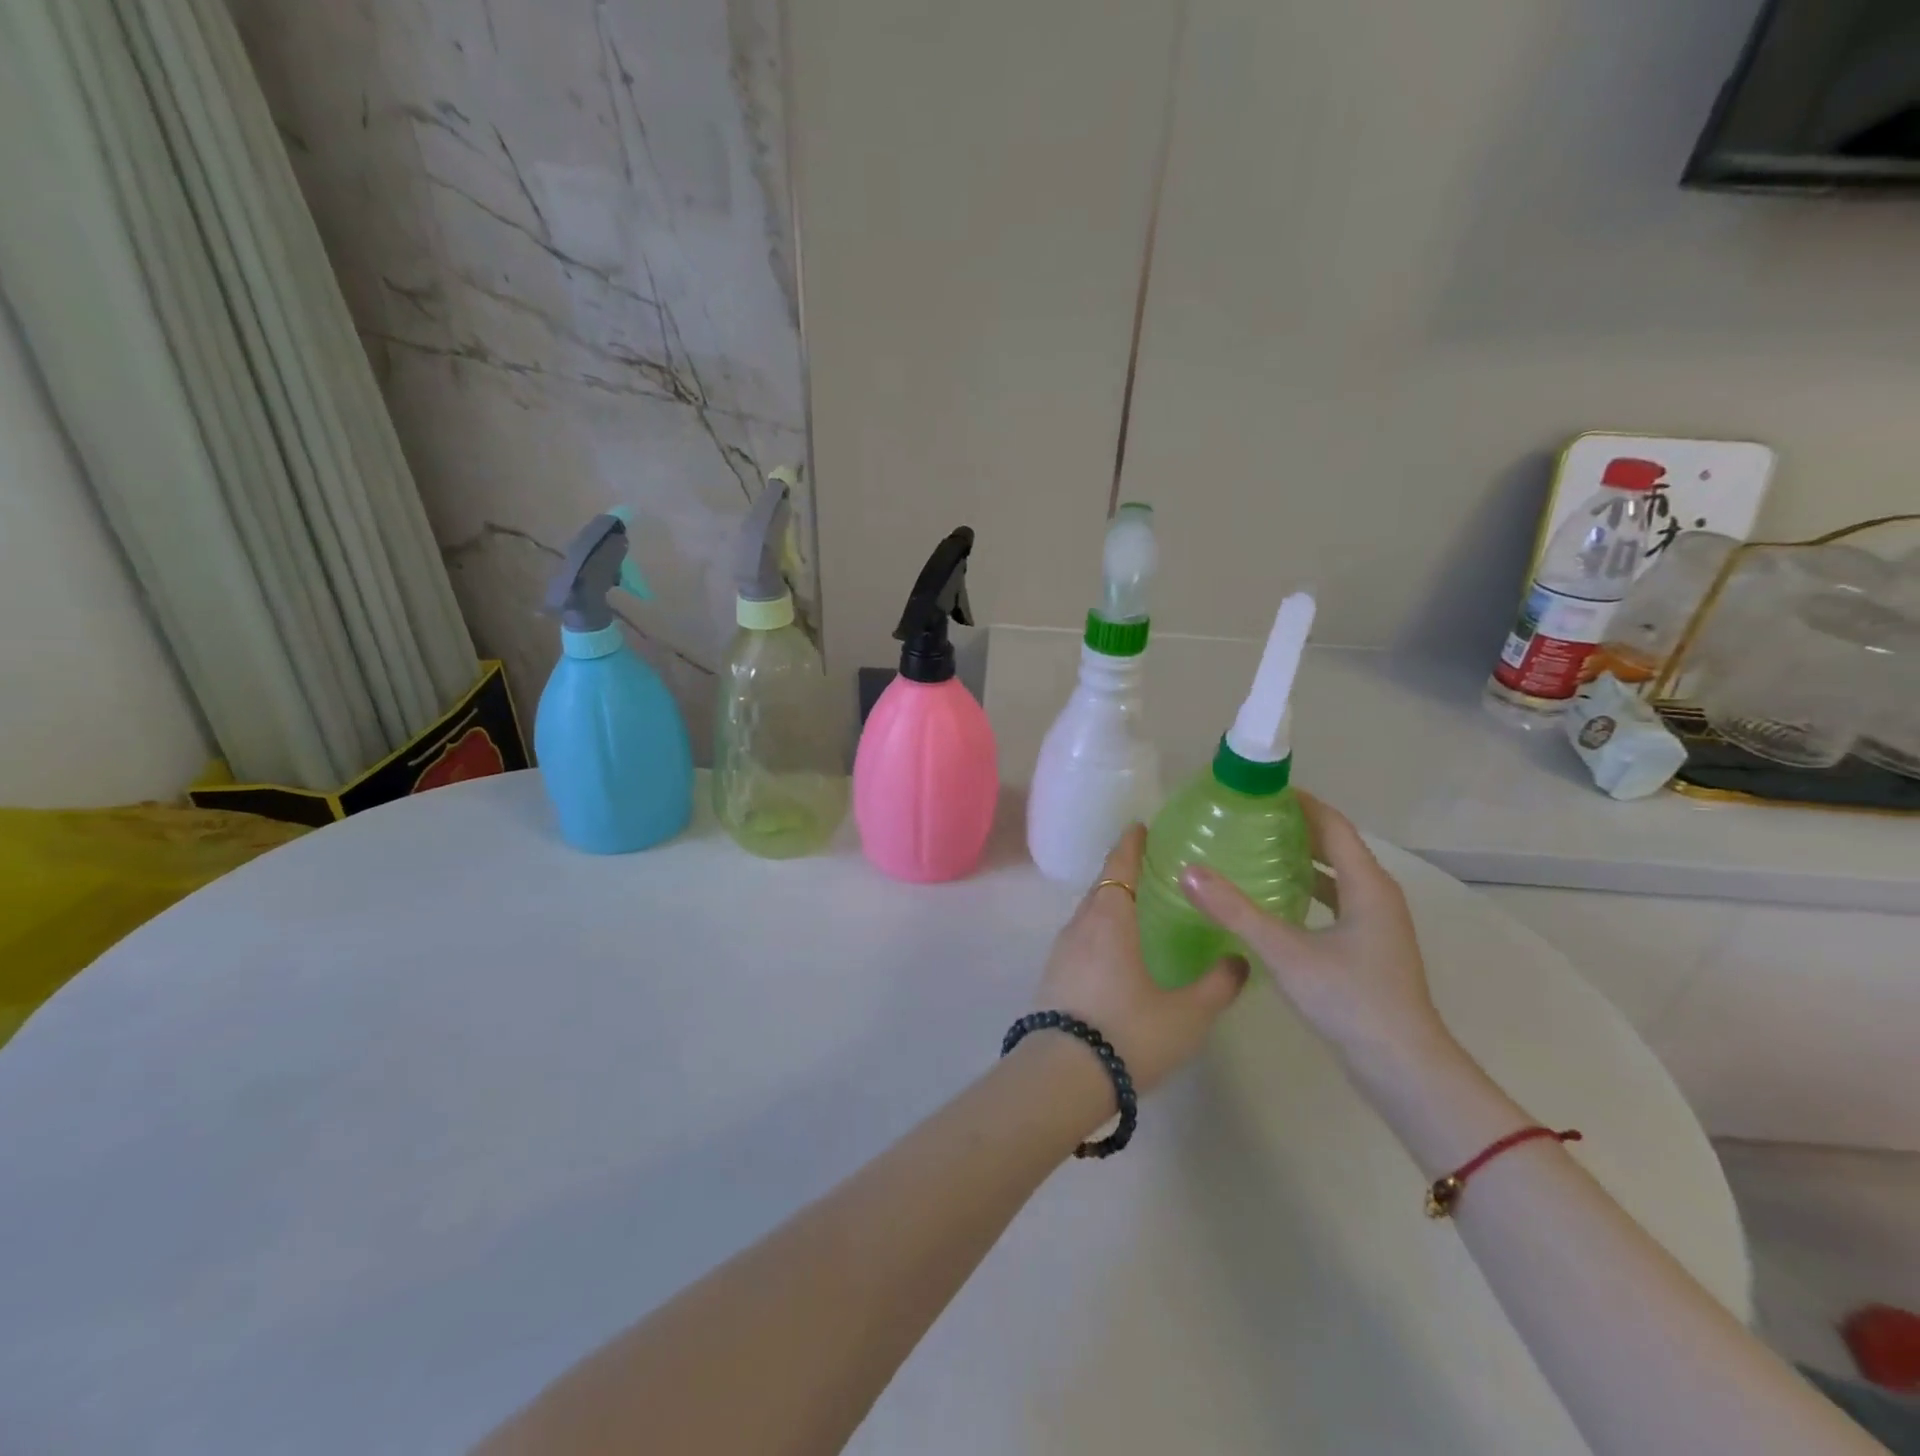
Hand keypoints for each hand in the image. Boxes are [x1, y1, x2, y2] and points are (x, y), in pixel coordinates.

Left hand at [1034, 825, 1248, 1093]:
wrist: (1061, 1076)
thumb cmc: (1128, 1033)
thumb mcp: (1186, 1014)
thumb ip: (1217, 986)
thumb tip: (1239, 960)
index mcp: (1109, 919)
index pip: (1119, 867)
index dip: (1131, 845)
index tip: (1141, 828)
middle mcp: (1080, 925)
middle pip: (1102, 888)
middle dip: (1123, 874)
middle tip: (1153, 871)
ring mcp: (1061, 951)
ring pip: (1090, 915)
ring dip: (1111, 905)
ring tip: (1139, 910)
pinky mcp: (1054, 976)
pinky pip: (1081, 939)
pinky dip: (1100, 932)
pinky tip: (1118, 953)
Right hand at [1179, 793, 1452, 1077]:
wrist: (1402, 1068)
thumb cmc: (1350, 999)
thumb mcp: (1285, 951)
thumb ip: (1235, 911)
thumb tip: (1188, 872)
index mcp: (1367, 885)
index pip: (1333, 825)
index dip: (1300, 802)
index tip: (1259, 789)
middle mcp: (1377, 896)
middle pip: (1335, 846)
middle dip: (1295, 827)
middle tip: (1247, 817)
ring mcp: (1376, 924)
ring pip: (1336, 875)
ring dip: (1301, 858)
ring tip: (1254, 849)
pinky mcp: (1368, 948)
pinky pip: (1335, 901)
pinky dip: (1307, 889)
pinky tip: (1275, 899)